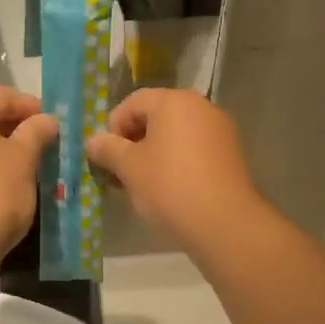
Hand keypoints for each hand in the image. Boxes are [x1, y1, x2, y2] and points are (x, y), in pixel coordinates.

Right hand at [87, 90, 262, 250]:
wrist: (224, 222)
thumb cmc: (169, 186)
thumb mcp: (129, 168)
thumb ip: (108, 149)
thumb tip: (93, 141)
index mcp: (174, 101)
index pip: (133, 102)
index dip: (113, 128)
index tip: (106, 157)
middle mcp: (201, 107)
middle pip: (156, 117)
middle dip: (133, 142)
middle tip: (120, 172)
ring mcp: (220, 130)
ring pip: (176, 136)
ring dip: (154, 154)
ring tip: (141, 185)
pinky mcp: (231, 154)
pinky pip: (195, 150)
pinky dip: (177, 163)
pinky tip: (169, 190)